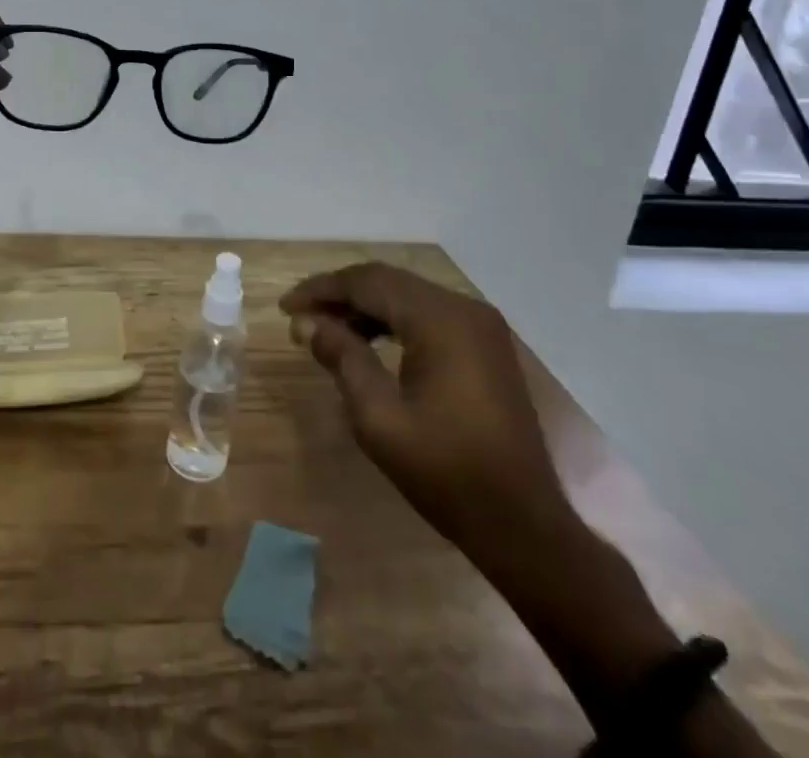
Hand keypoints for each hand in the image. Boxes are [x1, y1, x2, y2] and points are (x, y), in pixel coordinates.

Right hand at [281, 262, 569, 559]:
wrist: (524, 525)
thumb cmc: (446, 472)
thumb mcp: (379, 418)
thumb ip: (342, 358)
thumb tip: (307, 323)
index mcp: (440, 320)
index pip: (368, 282)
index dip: (321, 290)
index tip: (285, 307)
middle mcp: (464, 309)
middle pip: (388, 282)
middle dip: (340, 295)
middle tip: (301, 317)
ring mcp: (480, 326)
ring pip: (408, 296)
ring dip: (365, 307)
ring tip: (327, 331)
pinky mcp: (486, 346)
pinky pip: (428, 316)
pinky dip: (393, 322)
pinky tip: (368, 342)